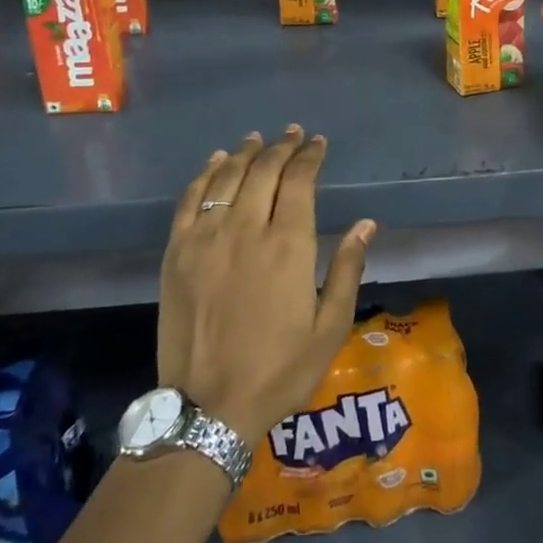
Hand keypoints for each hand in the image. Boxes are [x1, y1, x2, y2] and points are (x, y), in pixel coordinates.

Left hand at [157, 127, 374, 444]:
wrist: (208, 408)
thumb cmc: (280, 370)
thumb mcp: (330, 326)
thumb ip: (347, 269)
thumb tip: (367, 224)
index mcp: (288, 246)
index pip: (299, 182)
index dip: (309, 157)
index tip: (318, 143)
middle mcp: (245, 230)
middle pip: (263, 172)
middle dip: (281, 147)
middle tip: (293, 134)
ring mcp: (205, 239)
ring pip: (226, 178)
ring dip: (245, 153)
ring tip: (257, 139)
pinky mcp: (176, 254)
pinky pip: (189, 200)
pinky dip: (204, 175)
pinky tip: (216, 163)